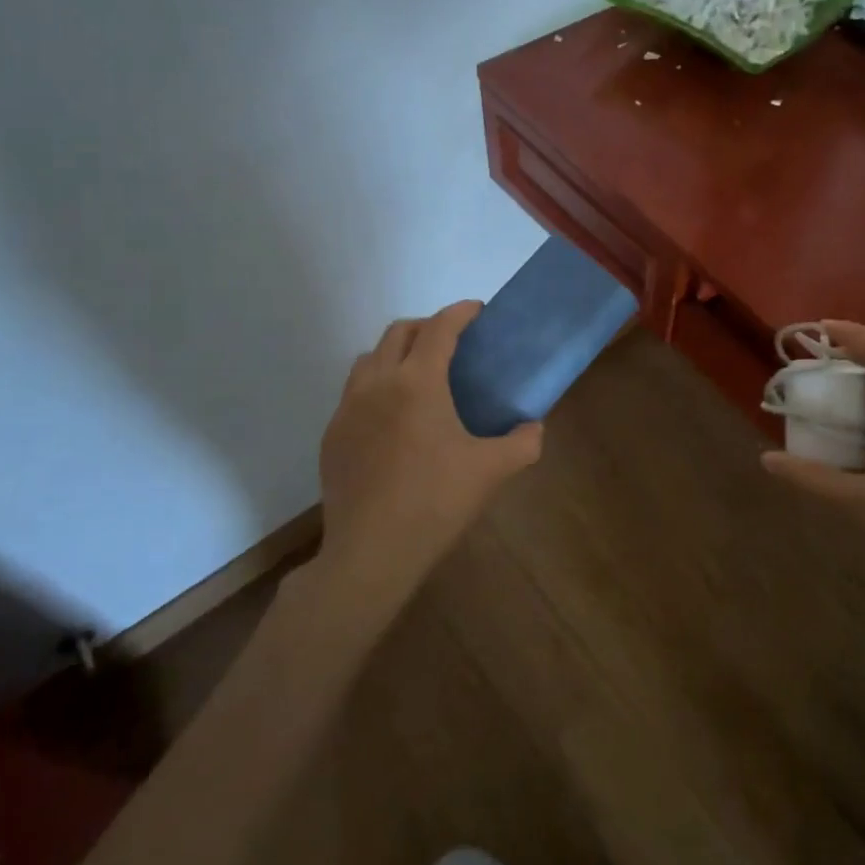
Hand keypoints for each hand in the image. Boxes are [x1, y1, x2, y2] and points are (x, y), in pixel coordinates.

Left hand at [317, 301, 543, 595]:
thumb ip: (523, 442)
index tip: (478, 311)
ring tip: (419, 376)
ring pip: (370, 358)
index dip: (461, 313)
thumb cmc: (436, 503)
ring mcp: (347, 408)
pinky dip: (377, 386)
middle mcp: (377, 383)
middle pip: (399, 332)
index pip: (439, 328)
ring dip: (396, 353)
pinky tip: (393, 419)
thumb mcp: (493, 471)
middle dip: (428, 326)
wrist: (371, 553)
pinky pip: (354, 392)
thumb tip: (533, 427)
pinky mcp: (332, 434)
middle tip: (453, 343)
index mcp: (418, 382)